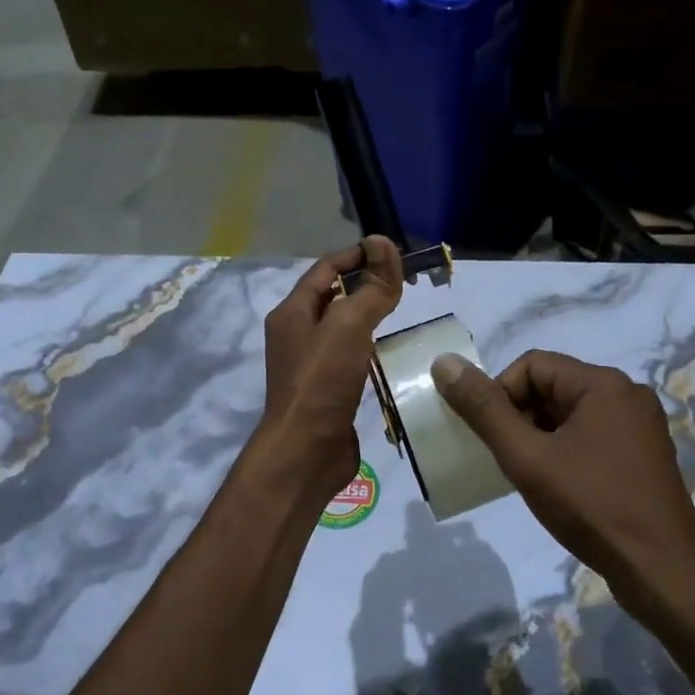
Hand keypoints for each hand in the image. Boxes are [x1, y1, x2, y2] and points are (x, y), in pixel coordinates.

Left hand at [252, 236, 402, 506]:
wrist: (306, 452)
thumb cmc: (322, 381)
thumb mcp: (348, 325)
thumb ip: (370, 287)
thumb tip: (383, 243)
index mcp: (292, 312)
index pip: (325, 268)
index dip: (357, 255)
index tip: (392, 252)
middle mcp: (296, 333)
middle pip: (332, 296)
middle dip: (365, 283)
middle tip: (403, 282)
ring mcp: (309, 363)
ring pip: (342, 327)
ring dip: (368, 315)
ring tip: (402, 311)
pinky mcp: (325, 388)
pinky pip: (349, 355)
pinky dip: (369, 346)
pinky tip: (391, 351)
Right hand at [430, 349, 694, 615]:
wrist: (663, 575)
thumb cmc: (592, 507)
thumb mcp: (527, 458)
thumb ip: (484, 409)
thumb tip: (444, 363)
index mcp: (604, 384)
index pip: (532, 365)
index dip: (501, 395)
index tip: (494, 439)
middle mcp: (627, 395)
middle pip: (552, 387)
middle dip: (520, 419)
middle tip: (510, 461)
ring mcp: (640, 427)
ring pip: (569, 414)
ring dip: (540, 438)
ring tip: (532, 477)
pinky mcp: (643, 455)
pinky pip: (590, 436)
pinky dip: (564, 452)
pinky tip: (558, 487)